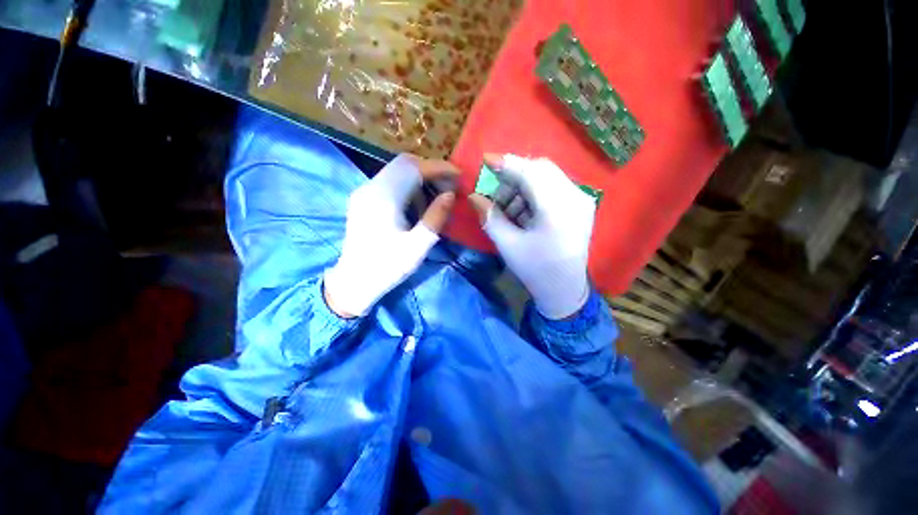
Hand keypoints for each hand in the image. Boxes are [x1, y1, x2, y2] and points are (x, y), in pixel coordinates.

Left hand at [324, 154, 456, 316]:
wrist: (354, 282)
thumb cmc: (387, 267)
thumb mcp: (417, 246)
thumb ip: (435, 218)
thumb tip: (451, 195)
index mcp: (384, 198)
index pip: (414, 168)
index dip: (439, 168)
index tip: (459, 175)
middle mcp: (371, 187)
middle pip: (404, 164)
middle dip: (430, 171)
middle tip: (449, 187)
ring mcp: (365, 192)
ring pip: (397, 171)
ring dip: (420, 180)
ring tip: (436, 200)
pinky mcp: (364, 200)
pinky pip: (390, 183)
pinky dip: (409, 188)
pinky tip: (417, 207)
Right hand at [469, 154, 595, 318]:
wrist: (565, 290)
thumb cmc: (535, 270)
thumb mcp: (508, 245)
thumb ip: (490, 217)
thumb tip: (474, 196)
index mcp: (557, 208)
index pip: (530, 172)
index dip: (507, 163)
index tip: (486, 160)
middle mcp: (576, 197)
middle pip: (541, 169)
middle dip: (514, 175)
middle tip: (496, 191)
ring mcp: (582, 200)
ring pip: (548, 176)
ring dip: (524, 185)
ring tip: (508, 207)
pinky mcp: (581, 206)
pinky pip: (555, 187)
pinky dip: (535, 192)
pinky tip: (523, 211)